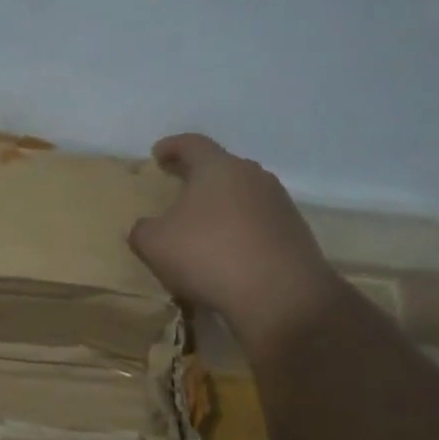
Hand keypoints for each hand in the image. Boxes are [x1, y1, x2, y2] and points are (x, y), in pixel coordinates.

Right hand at [128, 133, 347, 356]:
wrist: (280, 295)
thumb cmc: (209, 256)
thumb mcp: (155, 245)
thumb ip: (143, 230)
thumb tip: (146, 227)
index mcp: (218, 168)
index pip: (192, 144)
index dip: (172, 147)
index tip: (158, 154)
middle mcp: (253, 176)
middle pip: (222, 167)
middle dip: (200, 176)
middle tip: (181, 188)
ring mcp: (279, 203)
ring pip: (244, 194)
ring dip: (223, 205)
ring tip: (205, 225)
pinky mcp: (295, 232)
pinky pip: (260, 222)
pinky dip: (242, 230)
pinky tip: (231, 252)